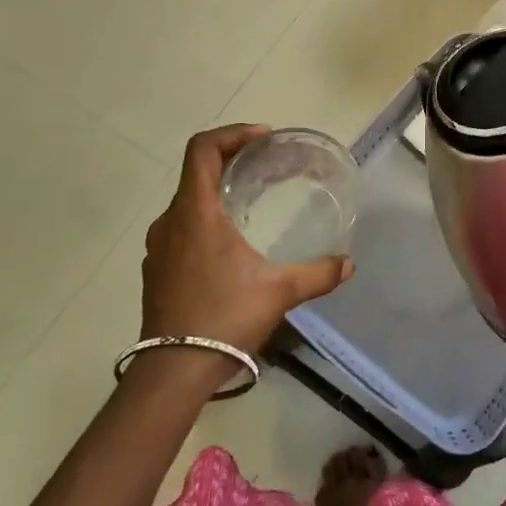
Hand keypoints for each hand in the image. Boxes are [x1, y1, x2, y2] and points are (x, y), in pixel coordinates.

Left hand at [141, 125, 353, 355]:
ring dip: (217, 192)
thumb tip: (349, 264)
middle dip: (231, 160)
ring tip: (250, 202)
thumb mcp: (279, 291)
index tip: (263, 139)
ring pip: (187, 201)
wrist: (172, 371)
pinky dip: (204, 219)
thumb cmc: (224, 318)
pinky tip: (229, 244)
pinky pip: (180, 227)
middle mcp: (171, 221)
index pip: (202, 149)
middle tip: (265, 166)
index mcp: (195, 212)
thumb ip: (318, 273)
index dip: (232, 134)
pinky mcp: (156, 269)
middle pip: (196, 171)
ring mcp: (159, 247)